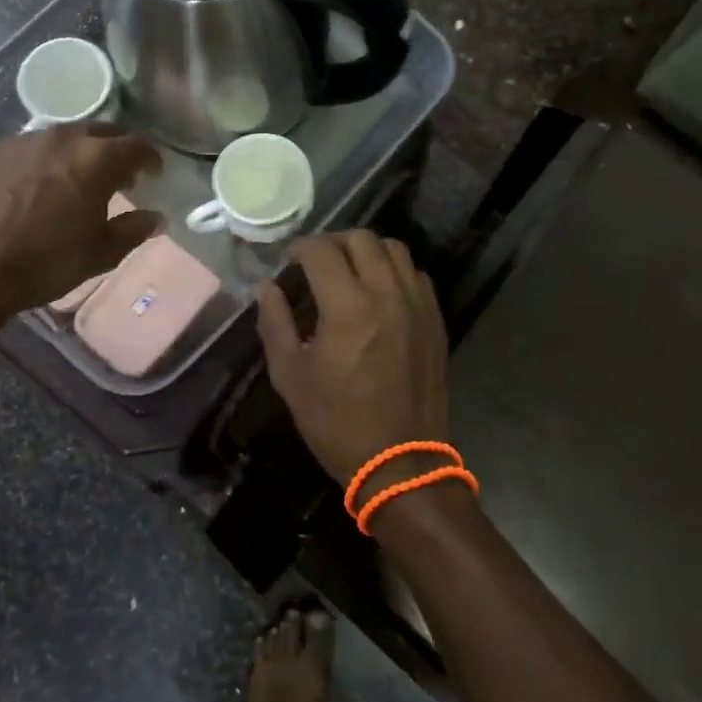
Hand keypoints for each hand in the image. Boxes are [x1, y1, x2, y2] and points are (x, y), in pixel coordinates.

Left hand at [0, 122, 160, 322]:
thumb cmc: (46, 261)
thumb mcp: (100, 253)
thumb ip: (134, 229)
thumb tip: (155, 217)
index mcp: (96, 159)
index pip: (137, 146)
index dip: (151, 158)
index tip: (154, 173)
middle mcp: (64, 138)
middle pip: (103, 132)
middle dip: (118, 150)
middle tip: (122, 176)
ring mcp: (27, 141)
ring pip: (68, 136)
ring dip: (83, 151)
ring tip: (83, 178)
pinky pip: (37, 146)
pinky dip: (52, 158)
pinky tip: (46, 182)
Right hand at [256, 232, 449, 487]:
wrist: (401, 463)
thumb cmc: (337, 422)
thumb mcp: (290, 376)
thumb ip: (274, 323)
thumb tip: (266, 287)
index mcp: (348, 307)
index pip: (322, 251)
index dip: (300, 247)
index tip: (289, 260)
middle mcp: (387, 295)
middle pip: (362, 239)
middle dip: (333, 242)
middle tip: (317, 262)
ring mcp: (418, 305)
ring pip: (395, 250)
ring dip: (367, 251)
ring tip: (350, 271)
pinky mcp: (435, 320)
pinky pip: (416, 275)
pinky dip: (394, 270)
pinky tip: (380, 291)